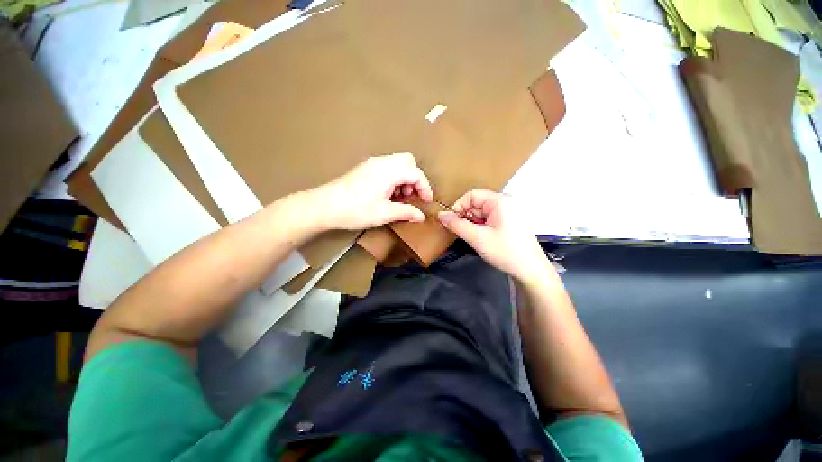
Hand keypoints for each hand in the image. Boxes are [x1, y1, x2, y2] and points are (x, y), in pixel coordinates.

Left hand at [312, 152, 433, 230]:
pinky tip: (388, 195)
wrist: (324, 207)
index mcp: (388, 170)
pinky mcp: (365, 169)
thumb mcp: (384, 213)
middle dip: (415, 179)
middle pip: (408, 162)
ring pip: (397, 164)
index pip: (415, 172)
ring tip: (400, 198)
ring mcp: (371, 164)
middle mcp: (381, 162)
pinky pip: (387, 168)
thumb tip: (421, 216)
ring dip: (404, 179)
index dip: (425, 187)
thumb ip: (406, 212)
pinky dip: (394, 179)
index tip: (426, 202)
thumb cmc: (356, 210)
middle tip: (412, 196)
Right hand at [438, 190, 552, 283]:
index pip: (471, 195)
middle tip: (462, 232)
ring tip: (473, 238)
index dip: (458, 207)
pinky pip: (490, 219)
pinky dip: (481, 227)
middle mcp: (506, 203)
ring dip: (473, 223)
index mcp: (500, 201)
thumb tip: (441, 214)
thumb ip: (457, 225)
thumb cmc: (504, 251)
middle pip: (477, 203)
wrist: (531, 271)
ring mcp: (509, 213)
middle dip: (466, 217)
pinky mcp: (510, 223)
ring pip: (482, 213)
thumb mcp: (477, 238)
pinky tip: (482, 239)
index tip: (451, 222)